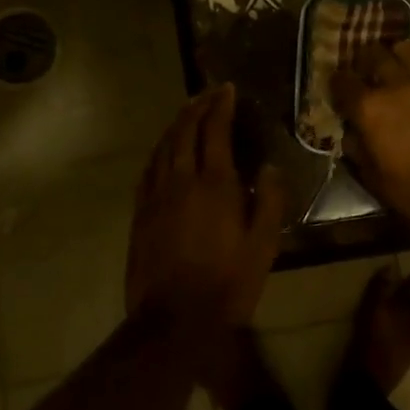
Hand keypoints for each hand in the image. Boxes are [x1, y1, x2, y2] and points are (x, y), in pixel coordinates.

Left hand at [125, 85, 284, 337]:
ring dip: (176, 124)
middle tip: (209, 93)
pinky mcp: (141, 213)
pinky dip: (158, 151)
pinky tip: (163, 150)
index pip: (215, 131)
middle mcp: (182, 181)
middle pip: (185, 132)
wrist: (174, 320)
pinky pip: (148, 170)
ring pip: (163, 147)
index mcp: (215, 185)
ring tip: (187, 111)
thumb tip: (268, 167)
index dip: (221, 106)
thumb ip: (268, 201)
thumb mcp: (263, 246)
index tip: (228, 89)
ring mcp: (156, 196)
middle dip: (197, 107)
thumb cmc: (227, 284)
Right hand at [332, 40, 409, 227]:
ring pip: (406, 49)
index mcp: (369, 109)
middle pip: (373, 55)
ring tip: (393, 60)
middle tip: (364, 69)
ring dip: (394, 52)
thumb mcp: (371, 176)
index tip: (337, 86)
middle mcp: (395, 86)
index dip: (336, 82)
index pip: (343, 82)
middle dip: (363, 60)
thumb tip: (351, 131)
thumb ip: (356, 147)